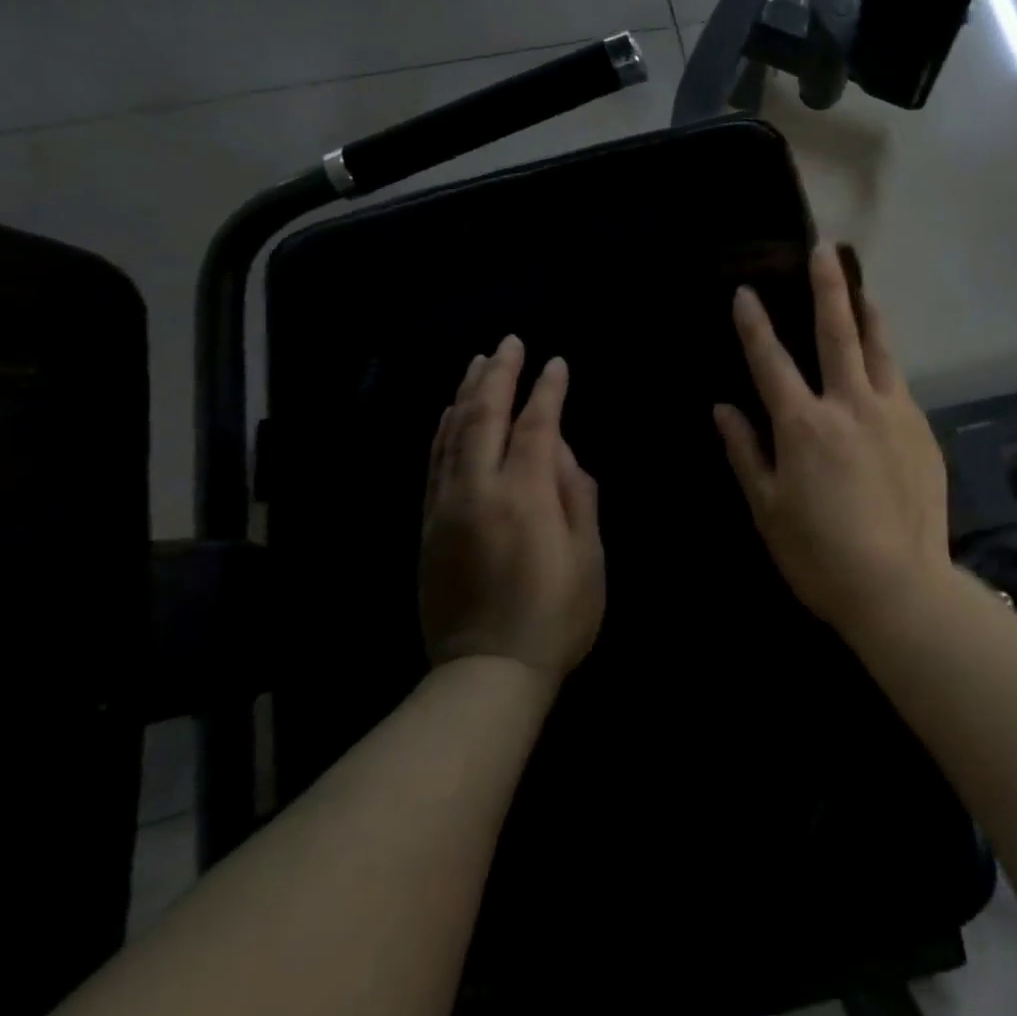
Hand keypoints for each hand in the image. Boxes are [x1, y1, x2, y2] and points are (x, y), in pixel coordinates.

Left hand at [420, 336, 604, 678]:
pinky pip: (434, 462)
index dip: (547, 391)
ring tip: (478, 362)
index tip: (557, 363)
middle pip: (483, 417)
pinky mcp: (428, 526)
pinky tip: (450, 412)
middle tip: (509, 342)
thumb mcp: (588, 555)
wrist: (486, 673)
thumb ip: (575, 492)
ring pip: (451, 434)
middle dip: (498, 375)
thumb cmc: (556, 614)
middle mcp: (477, 491)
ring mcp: (445, 507)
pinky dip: (443, 429)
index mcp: (523, 496)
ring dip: (466, 394)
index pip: (534, 426)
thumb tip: (558, 447)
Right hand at [714, 245, 951, 639]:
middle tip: (824, 249)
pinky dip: (887, 363)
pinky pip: (900, 384)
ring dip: (868, 314)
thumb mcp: (767, 509)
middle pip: (837, 332)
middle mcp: (849, 404)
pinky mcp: (920, 429)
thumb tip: (723, 409)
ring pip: (879, 349)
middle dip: (827, 286)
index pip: (771, 361)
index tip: (745, 291)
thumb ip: (745, 452)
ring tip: (862, 289)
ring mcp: (892, 412)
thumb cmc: (819, 554)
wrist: (899, 585)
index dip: (754, 324)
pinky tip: (883, 362)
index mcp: (804, 424)